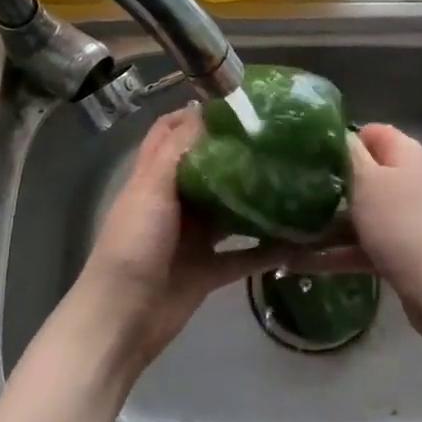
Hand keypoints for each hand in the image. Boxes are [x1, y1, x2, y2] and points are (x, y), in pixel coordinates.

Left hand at [71, 107, 277, 368]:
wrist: (122, 319)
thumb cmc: (133, 245)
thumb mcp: (151, 189)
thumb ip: (176, 150)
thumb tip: (203, 109)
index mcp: (153, 178)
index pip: (171, 133)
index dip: (195, 114)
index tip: (235, 102)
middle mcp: (174, 202)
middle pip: (208, 168)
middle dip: (237, 153)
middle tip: (278, 138)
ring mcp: (192, 237)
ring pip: (229, 210)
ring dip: (256, 198)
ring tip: (295, 179)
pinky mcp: (208, 269)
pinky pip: (244, 255)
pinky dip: (267, 249)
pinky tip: (298, 238)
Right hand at [291, 124, 421, 326]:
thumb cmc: (399, 223)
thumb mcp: (367, 181)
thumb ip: (349, 154)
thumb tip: (338, 134)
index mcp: (405, 154)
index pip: (372, 132)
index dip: (344, 140)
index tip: (313, 155)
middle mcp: (407, 180)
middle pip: (364, 174)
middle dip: (330, 183)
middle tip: (294, 192)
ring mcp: (404, 217)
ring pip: (360, 212)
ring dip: (327, 222)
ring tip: (287, 229)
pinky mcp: (399, 249)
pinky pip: (362, 244)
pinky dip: (336, 252)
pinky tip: (298, 263)